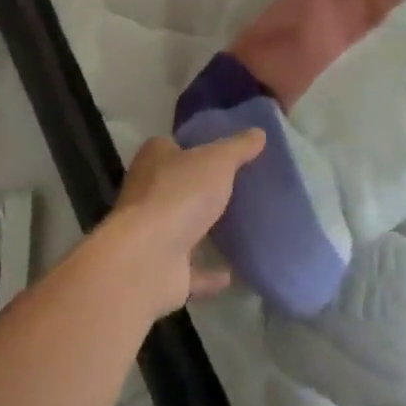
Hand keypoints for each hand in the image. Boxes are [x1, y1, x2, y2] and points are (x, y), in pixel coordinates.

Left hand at [103, 131, 265, 318]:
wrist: (147, 259)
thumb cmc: (179, 195)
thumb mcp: (216, 161)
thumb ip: (238, 148)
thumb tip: (259, 132)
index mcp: (154, 159)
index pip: (174, 146)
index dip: (197, 147)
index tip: (225, 153)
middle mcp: (148, 193)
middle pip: (179, 186)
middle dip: (202, 188)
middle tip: (239, 188)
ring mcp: (154, 233)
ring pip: (183, 227)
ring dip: (204, 229)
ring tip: (240, 227)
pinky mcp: (163, 270)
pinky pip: (192, 270)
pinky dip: (209, 273)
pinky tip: (232, 272)